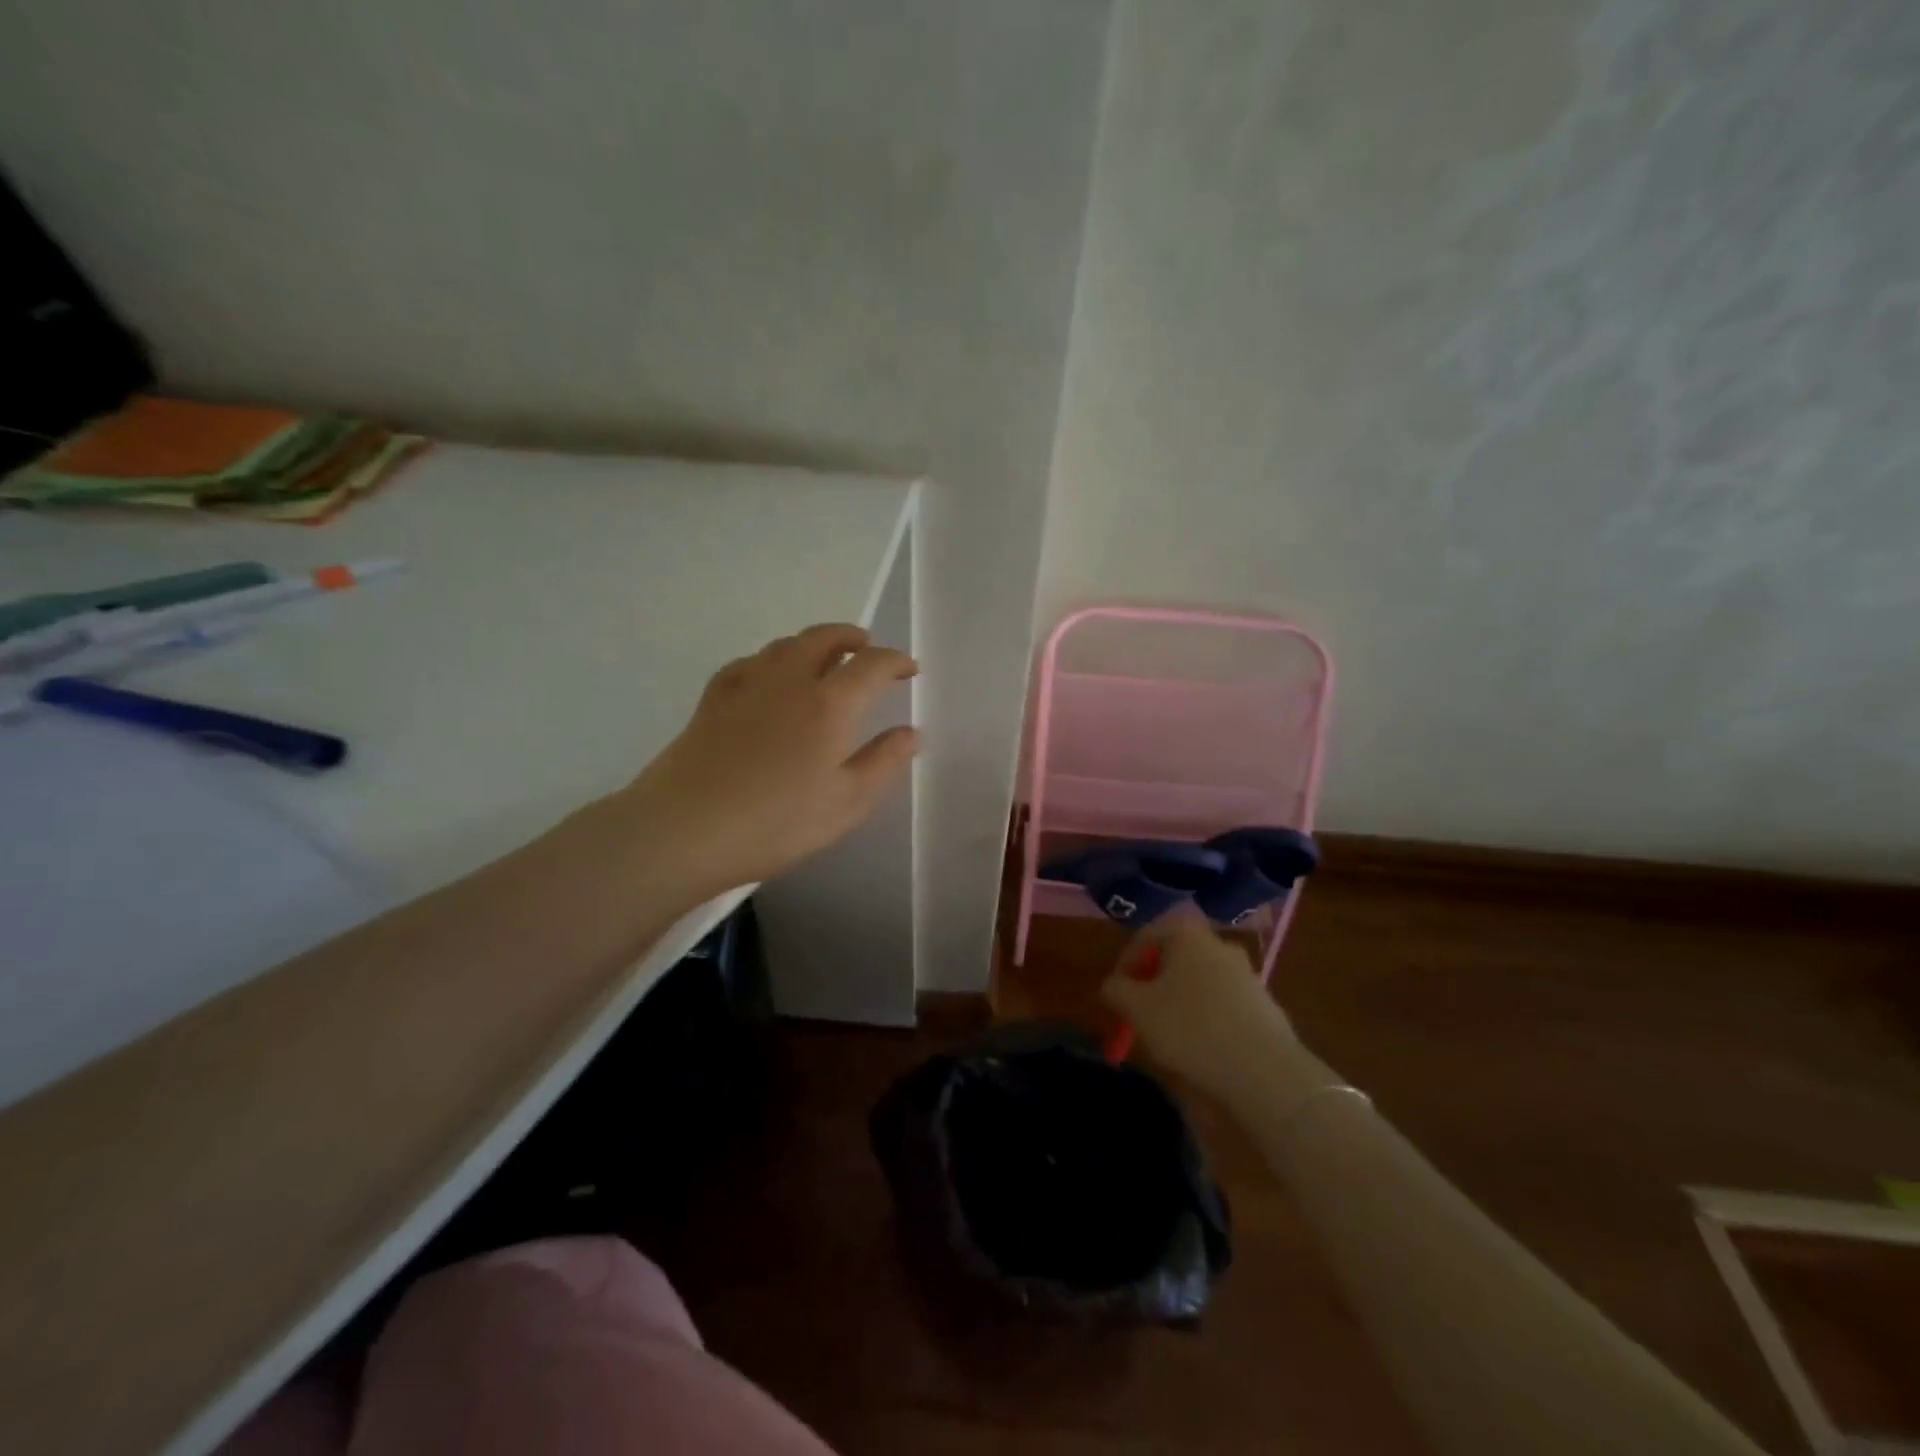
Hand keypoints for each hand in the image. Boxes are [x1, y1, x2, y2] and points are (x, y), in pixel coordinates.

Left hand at [621, 623, 918, 895]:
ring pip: (785, 644)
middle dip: (852, 638)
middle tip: (866, 648)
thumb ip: (883, 763)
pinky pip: (748, 662)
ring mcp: (747, 685)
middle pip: (824, 638)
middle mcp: (790, 681)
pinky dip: (770, 660)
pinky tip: (768, 678)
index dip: (896, 661)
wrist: (684, 829)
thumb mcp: (846, 804)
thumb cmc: (776, 823)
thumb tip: (911, 733)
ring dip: (813, 643)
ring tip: (824, 660)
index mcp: (829, 704)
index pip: (871, 665)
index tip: (910, 670)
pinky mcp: (713, 699)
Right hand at [1100, 905, 1296, 1098]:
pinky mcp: (1264, 1004)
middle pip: (1175, 957)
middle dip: (1154, 982)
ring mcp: (1246, 973)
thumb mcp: (1137, 1009)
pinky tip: (1201, 1046)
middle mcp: (1219, 943)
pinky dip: (1206, 1017)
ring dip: (1180, 1001)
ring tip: (1168, 1035)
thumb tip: (1113, 985)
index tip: (1117, 993)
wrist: (1265, 1071)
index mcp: (1187, 934)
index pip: (1147, 935)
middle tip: (1140, 1013)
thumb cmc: (1191, 1028)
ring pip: (1199, 980)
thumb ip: (1116, 990)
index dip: (1126, 962)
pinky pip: (1222, 1003)